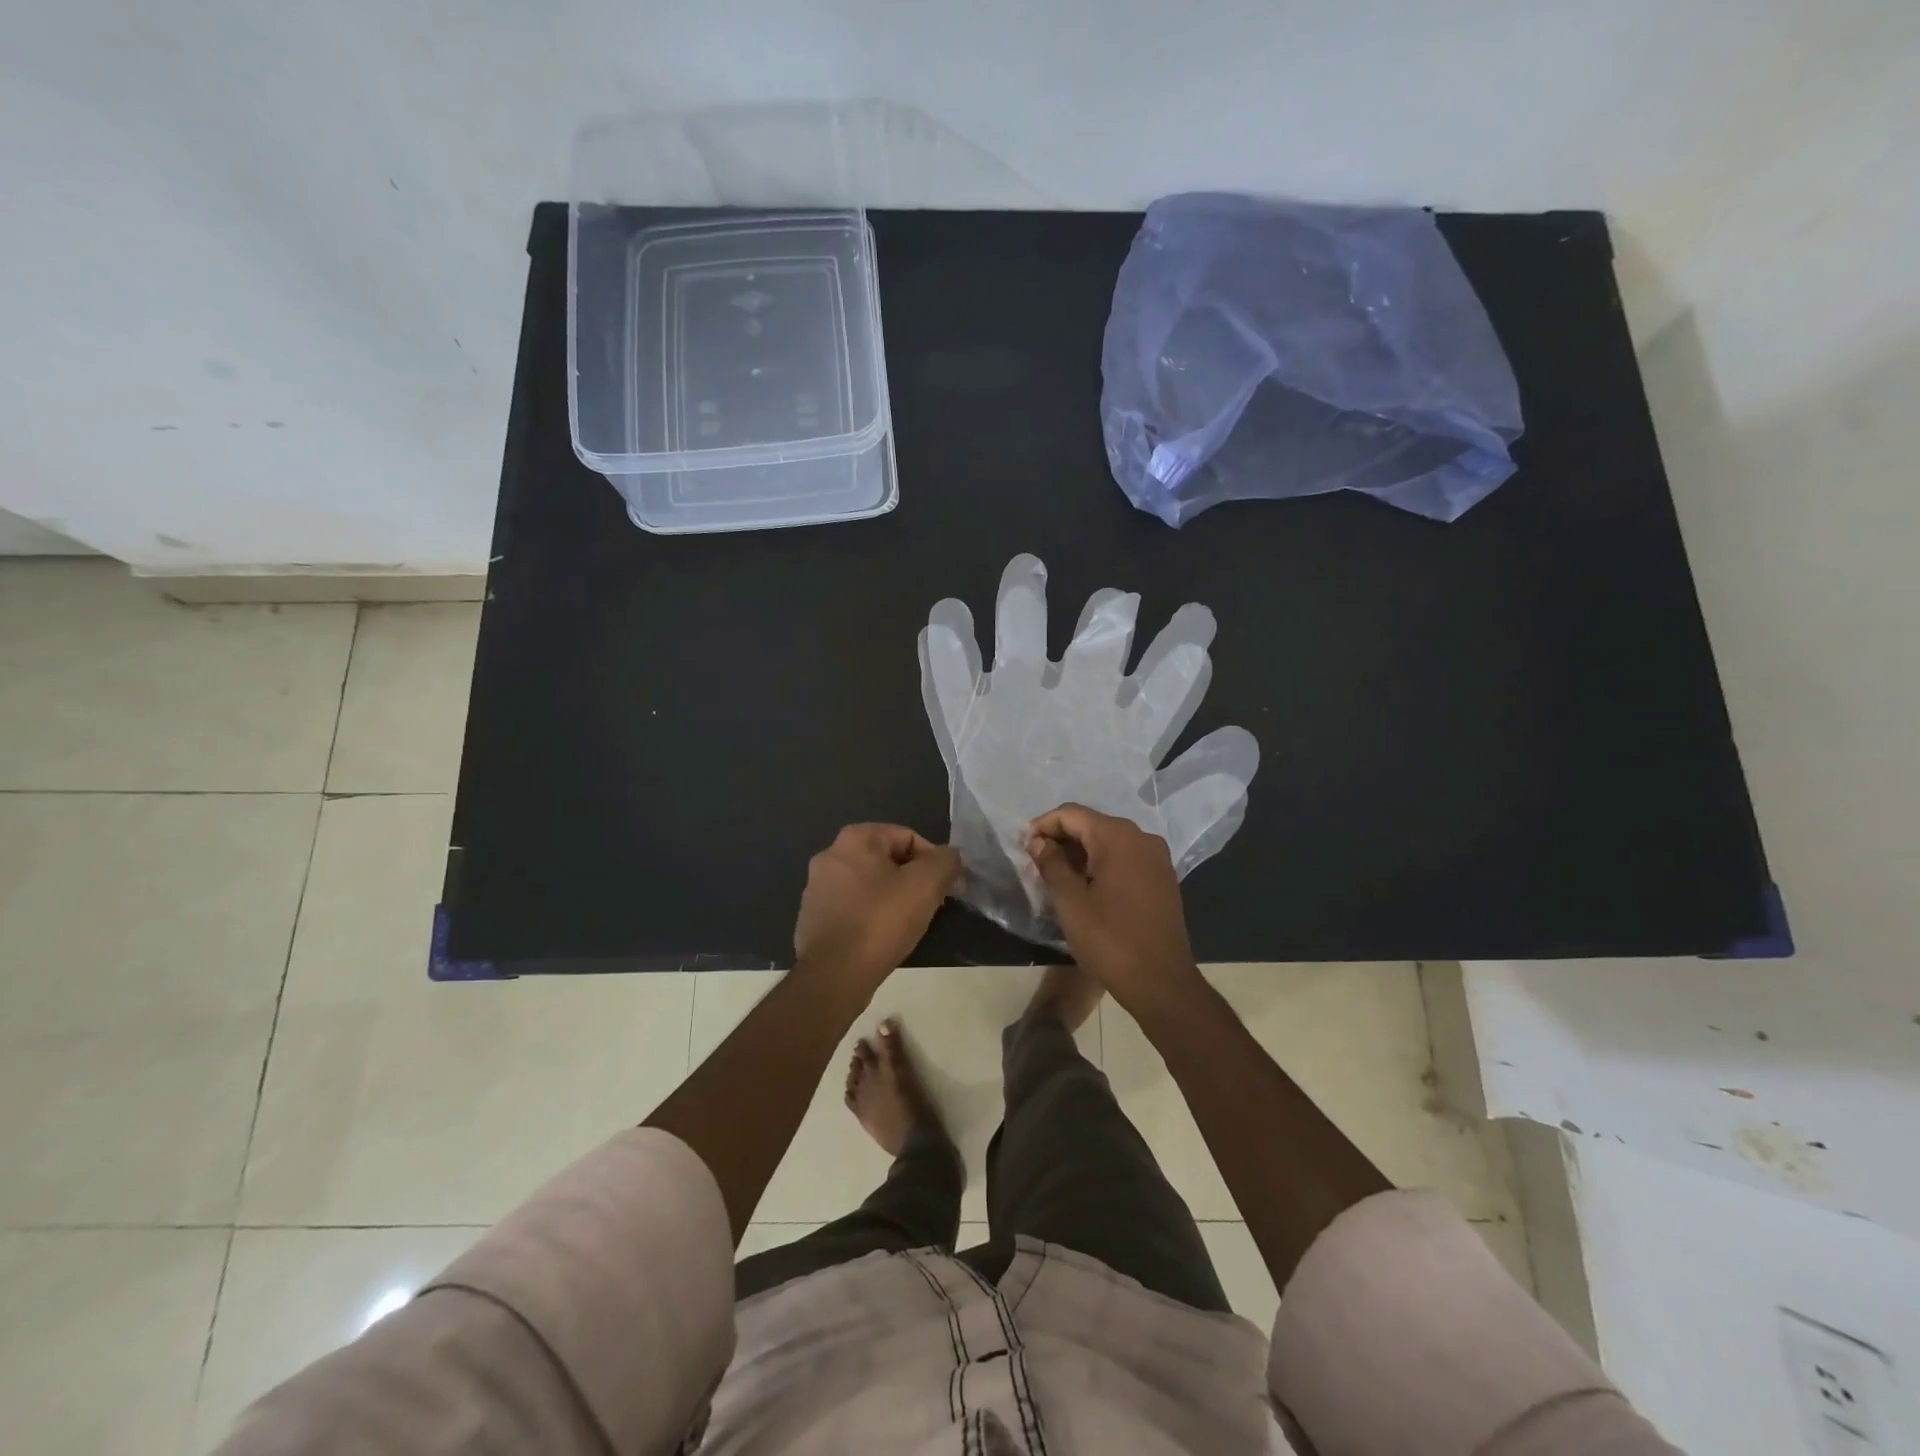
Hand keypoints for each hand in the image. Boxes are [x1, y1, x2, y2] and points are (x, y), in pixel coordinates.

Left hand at [794, 824, 961, 995]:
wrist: (834, 975)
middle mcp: (830, 857)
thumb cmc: (881, 921)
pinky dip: (871, 917)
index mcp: (854, 839)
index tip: (945, 887)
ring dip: (892, 899)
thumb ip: (945, 861)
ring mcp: (816, 890)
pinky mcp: (812, 920)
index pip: (906, 836)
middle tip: (930, 904)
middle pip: (886, 861)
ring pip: (869, 886)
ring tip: (908, 924)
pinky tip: (882, 939)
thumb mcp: (926, 884)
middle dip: (912, 879)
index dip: (932, 860)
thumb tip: (950, 856)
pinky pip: (852, 910)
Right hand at [1027, 804, 1204, 1018]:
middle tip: (1037, 864)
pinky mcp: (1163, 878)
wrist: (1161, 982)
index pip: (1071, 814)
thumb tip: (1038, 842)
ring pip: (1109, 842)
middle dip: (1061, 839)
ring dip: (1081, 853)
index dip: (1043, 826)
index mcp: (1117, 837)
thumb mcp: (1070, 902)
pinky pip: (1126, 858)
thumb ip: (1051, 864)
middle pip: (1091, 824)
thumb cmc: (1110, 939)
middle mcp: (1141, 837)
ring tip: (1057, 877)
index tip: (1024, 848)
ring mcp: (1157, 857)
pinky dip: (1102, 864)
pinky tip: (1087, 887)